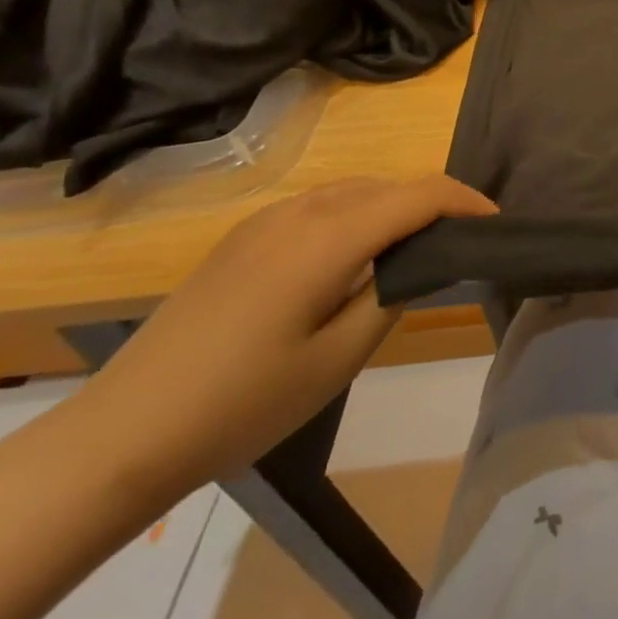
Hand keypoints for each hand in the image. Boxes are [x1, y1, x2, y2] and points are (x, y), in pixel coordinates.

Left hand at [72, 174, 496, 503]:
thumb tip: (419, 262)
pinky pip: (320, 204)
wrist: (123, 432)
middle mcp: (302, 209)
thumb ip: (392, 296)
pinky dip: (356, 214)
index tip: (494, 223)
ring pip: (354, 190)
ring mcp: (267, 218)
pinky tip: (351, 256)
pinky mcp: (245, 235)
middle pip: (389, 186)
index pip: (419, 194)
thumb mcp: (337, 359)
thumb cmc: (242, 402)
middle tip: (459, 242)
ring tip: (412, 248)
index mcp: (330, 235)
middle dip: (432, 204)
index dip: (465, 200)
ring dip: (393, 207)